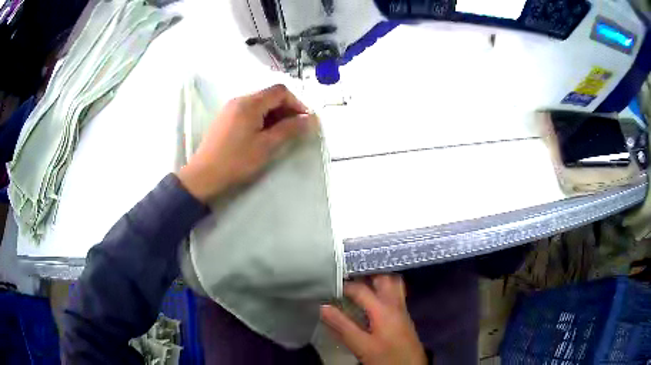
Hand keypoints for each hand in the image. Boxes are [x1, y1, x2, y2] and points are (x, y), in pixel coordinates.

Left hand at [178, 84, 315, 201]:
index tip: (305, 120)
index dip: (297, 103)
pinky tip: (264, 134)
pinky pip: (249, 111)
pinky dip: (262, 118)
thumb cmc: (236, 161)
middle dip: (286, 109)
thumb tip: (312, 119)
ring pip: (259, 103)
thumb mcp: (266, 146)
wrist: (204, 175)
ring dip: (274, 114)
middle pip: (269, 95)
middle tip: (296, 129)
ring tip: (281, 134)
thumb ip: (290, 129)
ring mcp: (230, 108)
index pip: (280, 91)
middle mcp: (239, 100)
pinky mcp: (225, 118)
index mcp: (250, 103)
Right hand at [321, 275, 426, 364]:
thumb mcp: (361, 345)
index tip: (330, 284)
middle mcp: (394, 302)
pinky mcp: (403, 314)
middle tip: (349, 273)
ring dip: (378, 277)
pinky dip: (384, 286)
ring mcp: (401, 307)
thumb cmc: (385, 356)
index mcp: (383, 308)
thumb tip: (323, 307)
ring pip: (393, 282)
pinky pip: (395, 291)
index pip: (360, 289)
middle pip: (384, 277)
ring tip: (361, 279)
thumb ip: (342, 326)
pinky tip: (373, 295)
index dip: (344, 285)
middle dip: (366, 272)